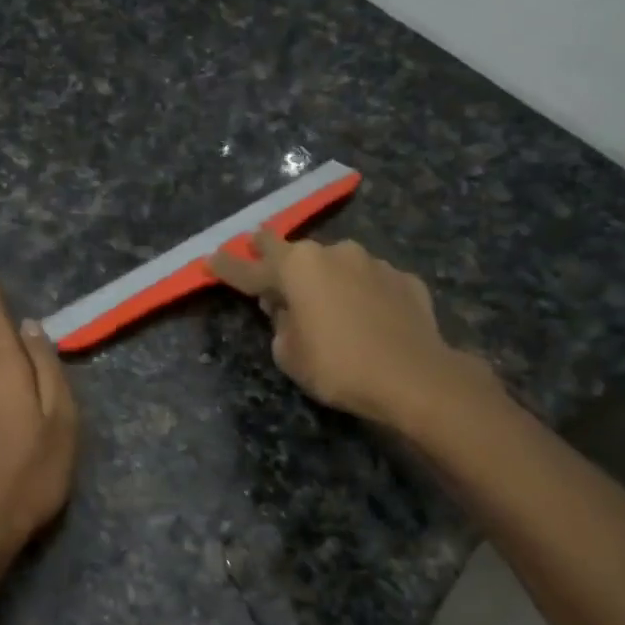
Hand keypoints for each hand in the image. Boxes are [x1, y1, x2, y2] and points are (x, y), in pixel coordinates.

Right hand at [208, 229, 499, 428]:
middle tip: (256, 248)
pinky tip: (366, 316)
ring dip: (324, 277)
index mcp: (297, 268)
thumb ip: (281, 324)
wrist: (414, 376)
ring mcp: (372, 262)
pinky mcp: (403, 278)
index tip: (210, 259)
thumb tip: (288, 310)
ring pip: (336, 264)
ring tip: (325, 302)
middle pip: (292, 249)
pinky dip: (360, 294)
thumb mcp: (290, 355)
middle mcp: (333, 253)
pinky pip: (369, 283)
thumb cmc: (338, 367)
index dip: (227, 266)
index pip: (250, 268)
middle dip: (270, 250)